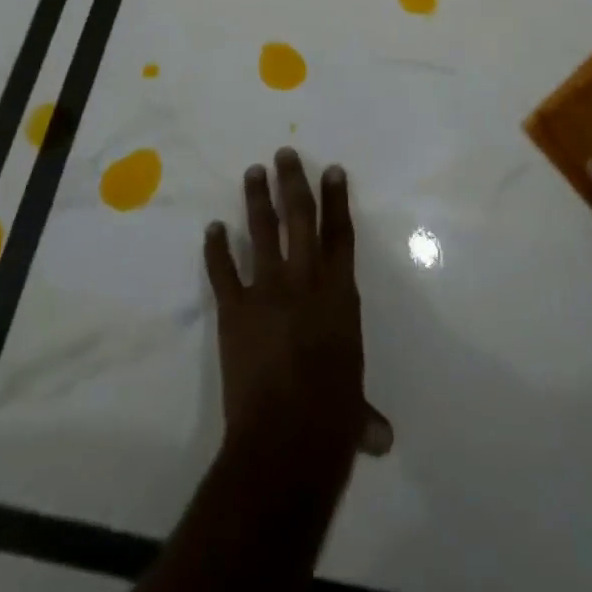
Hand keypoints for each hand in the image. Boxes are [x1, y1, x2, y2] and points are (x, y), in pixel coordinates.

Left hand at [205, 149, 393, 457]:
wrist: (286, 439)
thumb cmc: (332, 421)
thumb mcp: (355, 411)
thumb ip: (364, 414)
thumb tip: (380, 439)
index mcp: (339, 294)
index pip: (340, 234)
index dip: (337, 199)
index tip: (332, 169)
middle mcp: (305, 280)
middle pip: (300, 217)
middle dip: (294, 182)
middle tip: (285, 153)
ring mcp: (267, 289)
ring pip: (262, 230)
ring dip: (258, 198)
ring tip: (253, 171)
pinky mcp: (234, 308)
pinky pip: (222, 270)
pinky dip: (215, 248)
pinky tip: (212, 228)